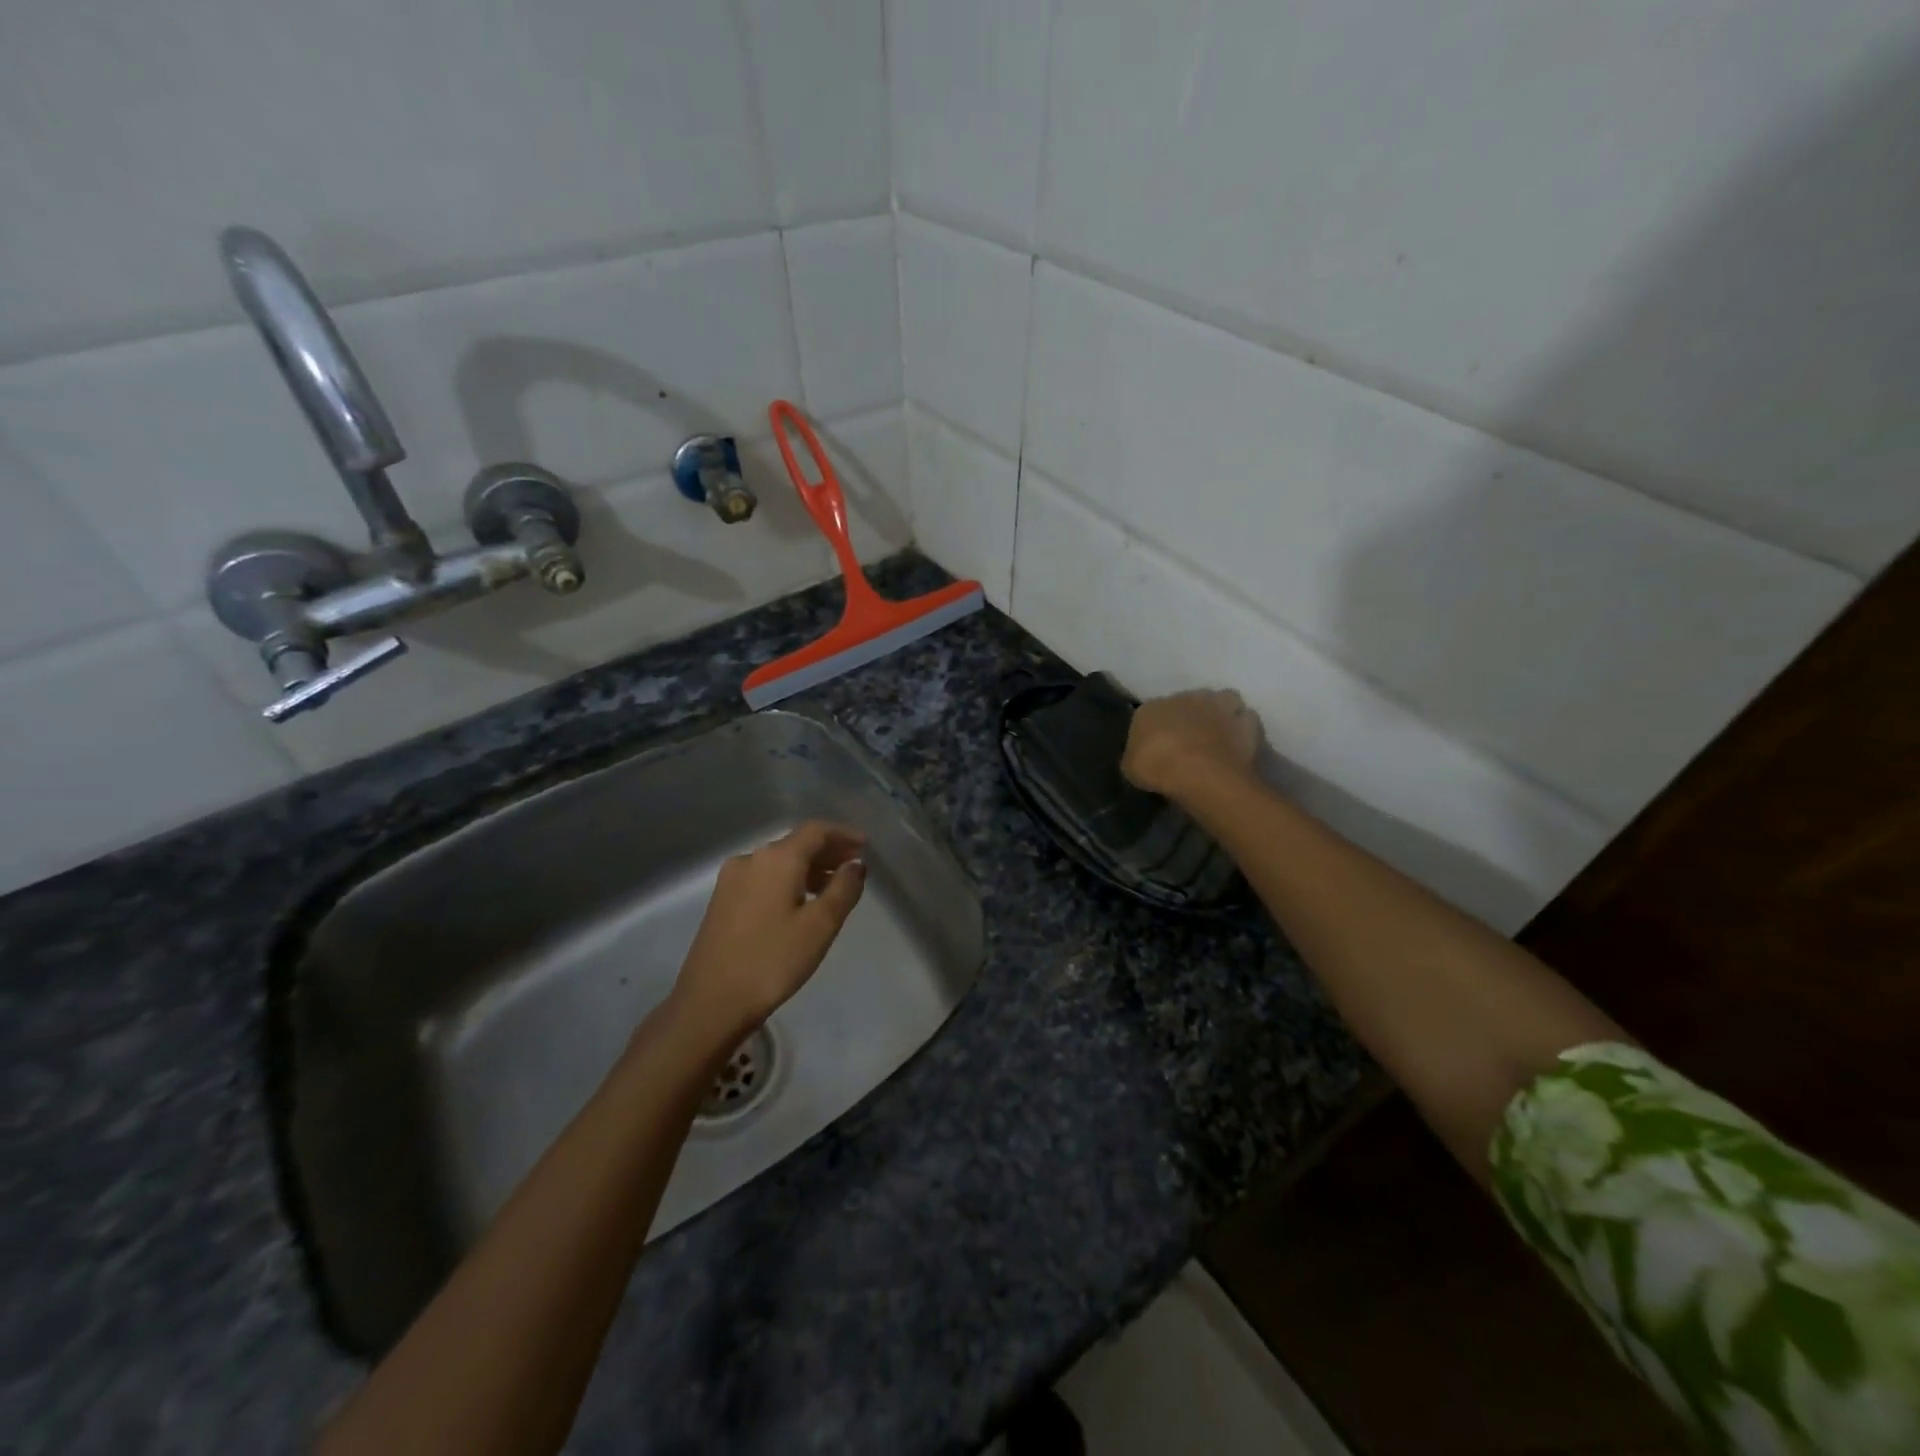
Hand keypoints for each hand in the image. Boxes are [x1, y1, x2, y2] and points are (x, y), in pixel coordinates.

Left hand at [668, 821, 866, 1046]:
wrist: (710, 1002)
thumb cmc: (772, 961)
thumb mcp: (820, 926)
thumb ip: (843, 889)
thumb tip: (855, 865)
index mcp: (776, 859)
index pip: (815, 830)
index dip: (843, 834)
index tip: (865, 846)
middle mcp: (751, 859)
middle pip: (796, 843)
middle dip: (827, 851)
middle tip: (854, 867)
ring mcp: (732, 879)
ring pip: (779, 862)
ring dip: (808, 868)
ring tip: (833, 887)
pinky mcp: (722, 900)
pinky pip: (764, 877)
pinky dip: (788, 881)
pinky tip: (800, 902)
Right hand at [1122, 689, 1261, 798]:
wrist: (1198, 772)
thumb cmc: (1156, 766)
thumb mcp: (1130, 767)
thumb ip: (1137, 756)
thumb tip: (1142, 757)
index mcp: (1151, 707)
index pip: (1152, 713)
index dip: (1158, 730)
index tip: (1159, 748)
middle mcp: (1185, 697)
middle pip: (1189, 703)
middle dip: (1191, 718)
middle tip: (1191, 741)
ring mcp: (1219, 705)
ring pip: (1223, 700)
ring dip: (1221, 714)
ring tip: (1220, 736)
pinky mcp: (1246, 720)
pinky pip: (1246, 720)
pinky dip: (1244, 729)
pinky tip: (1239, 745)